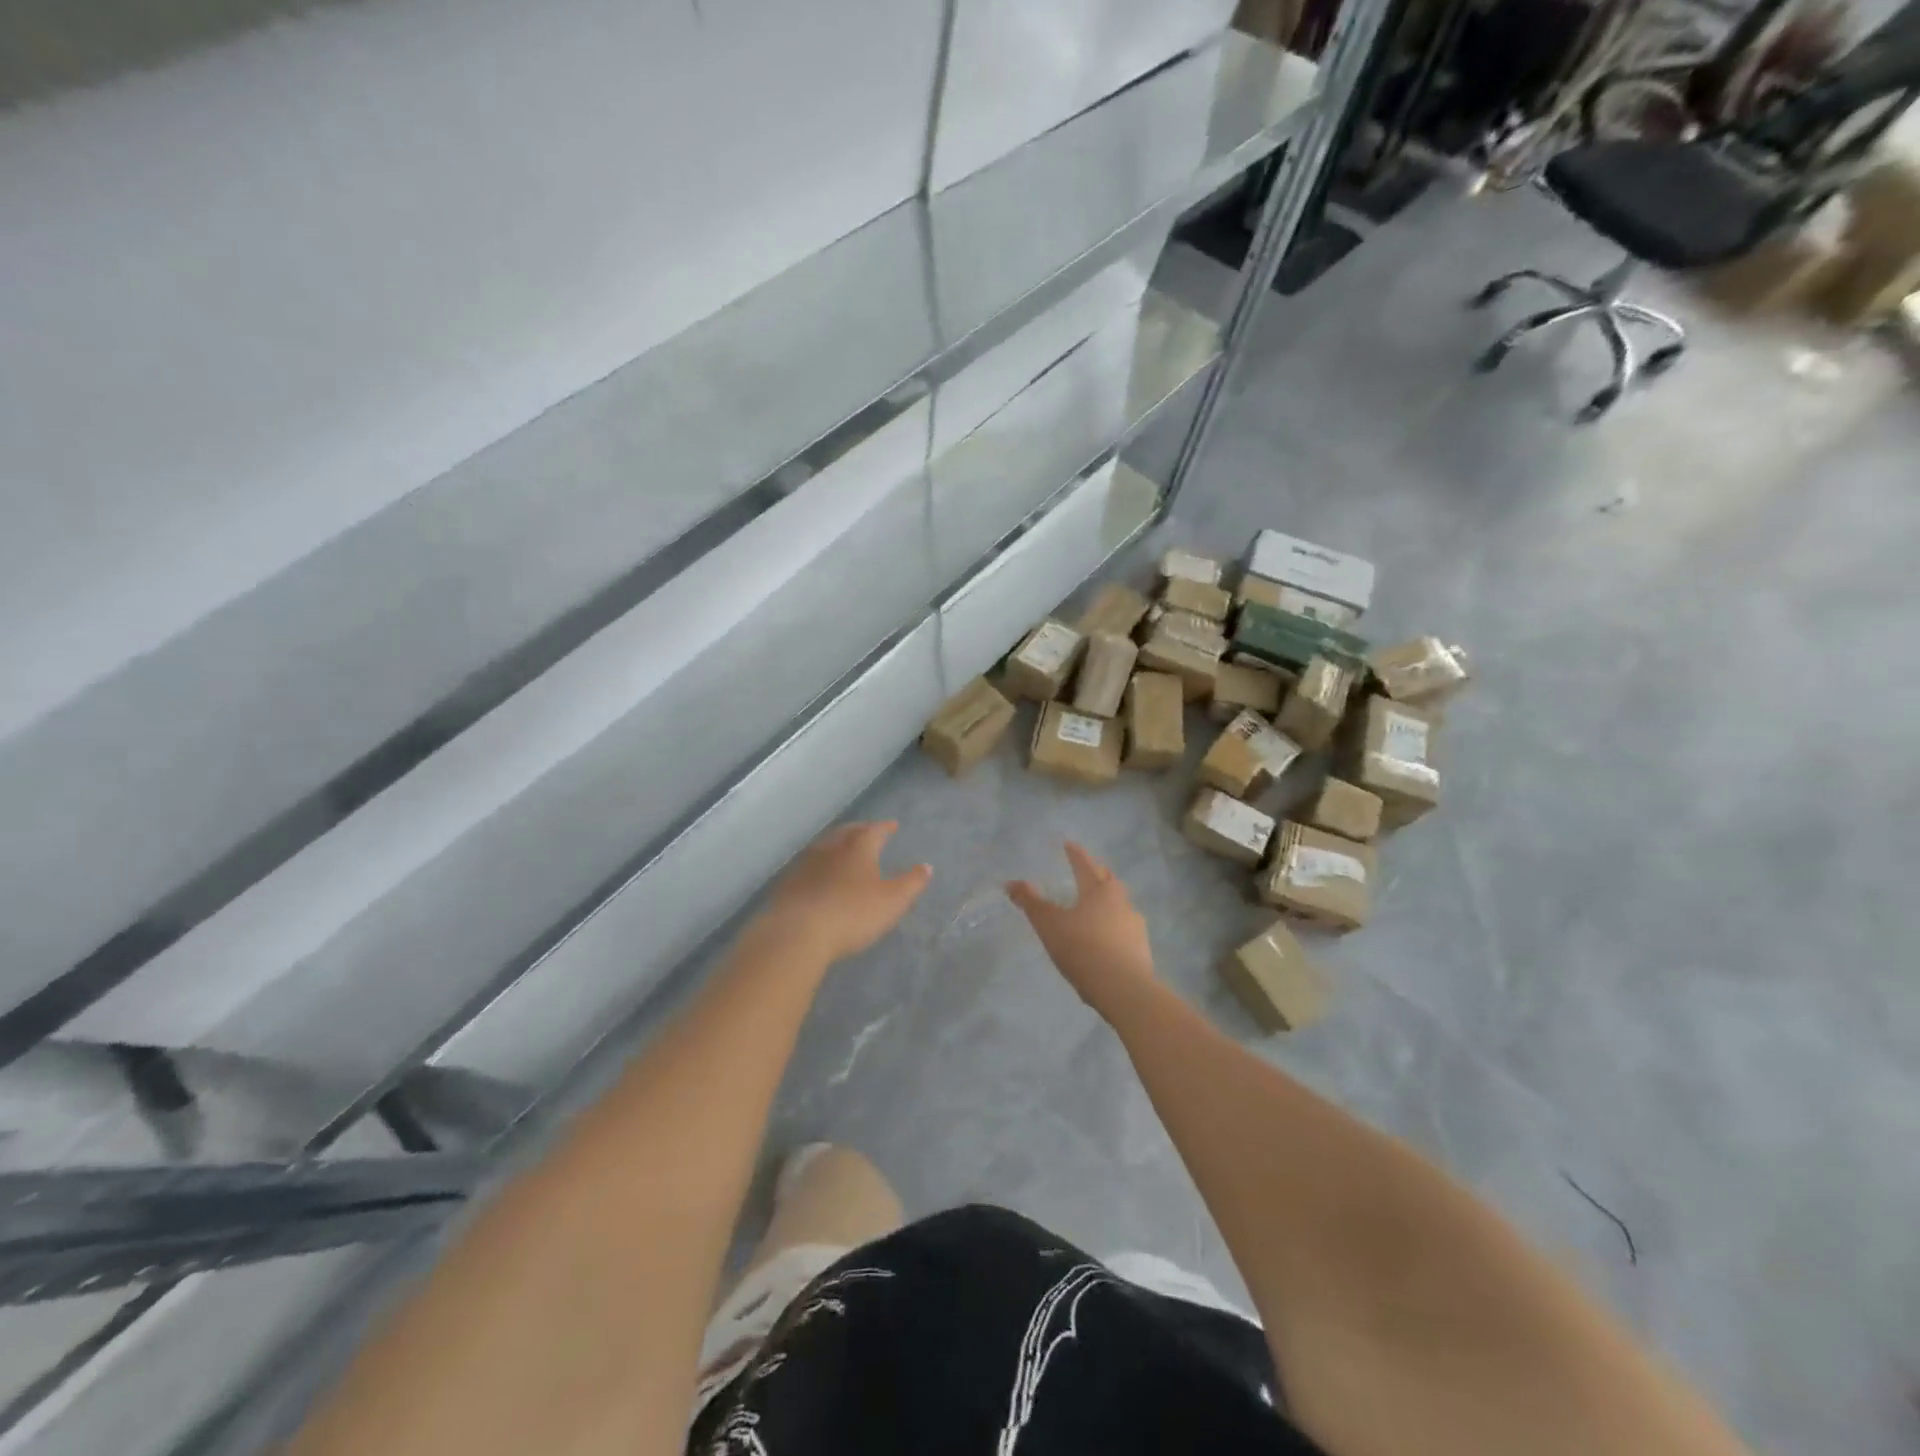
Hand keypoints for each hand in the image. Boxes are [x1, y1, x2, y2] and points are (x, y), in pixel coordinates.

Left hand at [759, 822, 931, 964]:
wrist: (798, 933)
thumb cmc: (852, 914)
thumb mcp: (892, 902)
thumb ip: (911, 883)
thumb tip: (926, 866)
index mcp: (858, 849)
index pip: (874, 831)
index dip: (884, 827)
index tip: (892, 826)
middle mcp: (830, 849)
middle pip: (846, 832)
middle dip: (859, 830)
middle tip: (867, 830)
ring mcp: (805, 864)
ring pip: (824, 846)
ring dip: (836, 844)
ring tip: (842, 848)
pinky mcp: (788, 883)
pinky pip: (807, 865)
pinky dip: (818, 864)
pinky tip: (817, 874)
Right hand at [1007, 842, 1155, 1014]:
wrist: (1124, 989)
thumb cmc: (1083, 948)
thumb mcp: (1049, 925)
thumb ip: (1031, 903)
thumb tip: (1011, 883)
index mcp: (1098, 890)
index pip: (1085, 865)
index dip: (1075, 854)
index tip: (1069, 844)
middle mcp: (1121, 902)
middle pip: (1109, 881)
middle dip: (1097, 874)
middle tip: (1088, 871)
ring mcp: (1135, 925)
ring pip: (1121, 905)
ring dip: (1109, 901)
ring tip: (1096, 907)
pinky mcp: (1142, 949)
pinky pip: (1125, 929)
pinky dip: (1115, 926)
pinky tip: (1107, 938)